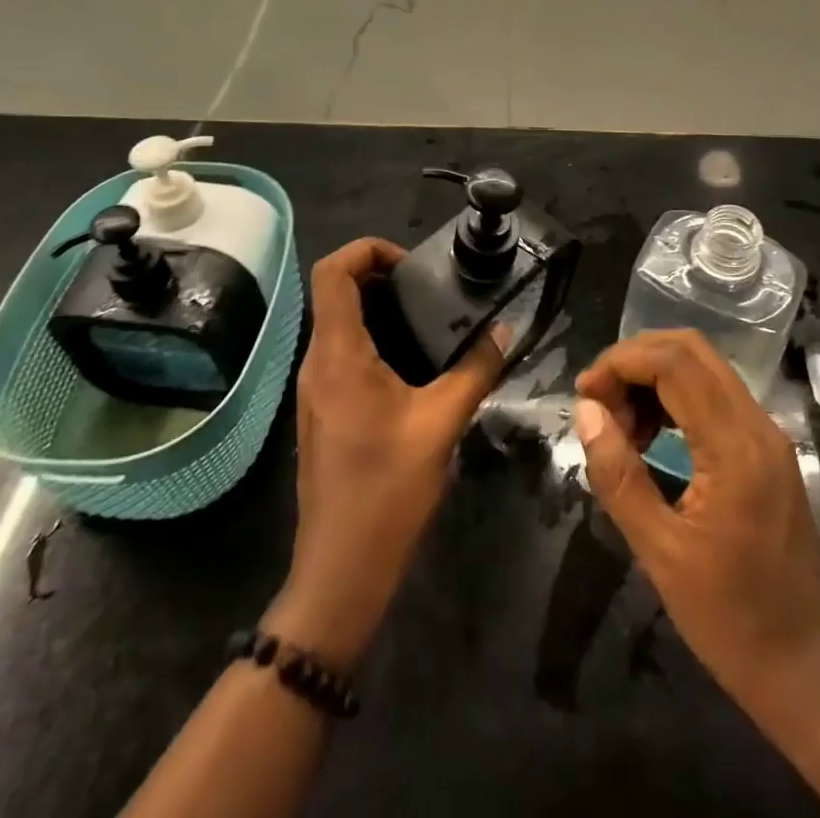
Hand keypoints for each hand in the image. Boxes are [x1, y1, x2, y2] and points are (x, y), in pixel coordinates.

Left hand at [265, 238, 505, 669]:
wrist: (341, 570)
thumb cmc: (388, 491)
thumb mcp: (442, 424)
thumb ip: (476, 370)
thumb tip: (505, 330)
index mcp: (338, 354)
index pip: (331, 272)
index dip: (366, 249)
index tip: (410, 263)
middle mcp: (316, 363)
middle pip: (334, 293)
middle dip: (379, 276)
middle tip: (429, 289)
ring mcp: (314, 390)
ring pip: (337, 324)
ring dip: (377, 310)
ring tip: (428, 320)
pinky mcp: (321, 412)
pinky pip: (342, 355)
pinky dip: (372, 340)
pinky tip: (413, 365)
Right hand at [573, 330, 819, 725]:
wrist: (806, 669)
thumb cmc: (731, 619)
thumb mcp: (660, 553)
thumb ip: (618, 475)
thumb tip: (586, 411)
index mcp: (735, 448)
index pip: (674, 363)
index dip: (621, 362)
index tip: (585, 395)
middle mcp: (758, 425)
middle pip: (691, 350)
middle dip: (635, 361)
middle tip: (599, 402)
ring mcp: (767, 435)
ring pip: (704, 368)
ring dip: (654, 377)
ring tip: (621, 425)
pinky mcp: (767, 450)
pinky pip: (715, 396)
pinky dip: (675, 397)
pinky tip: (651, 436)